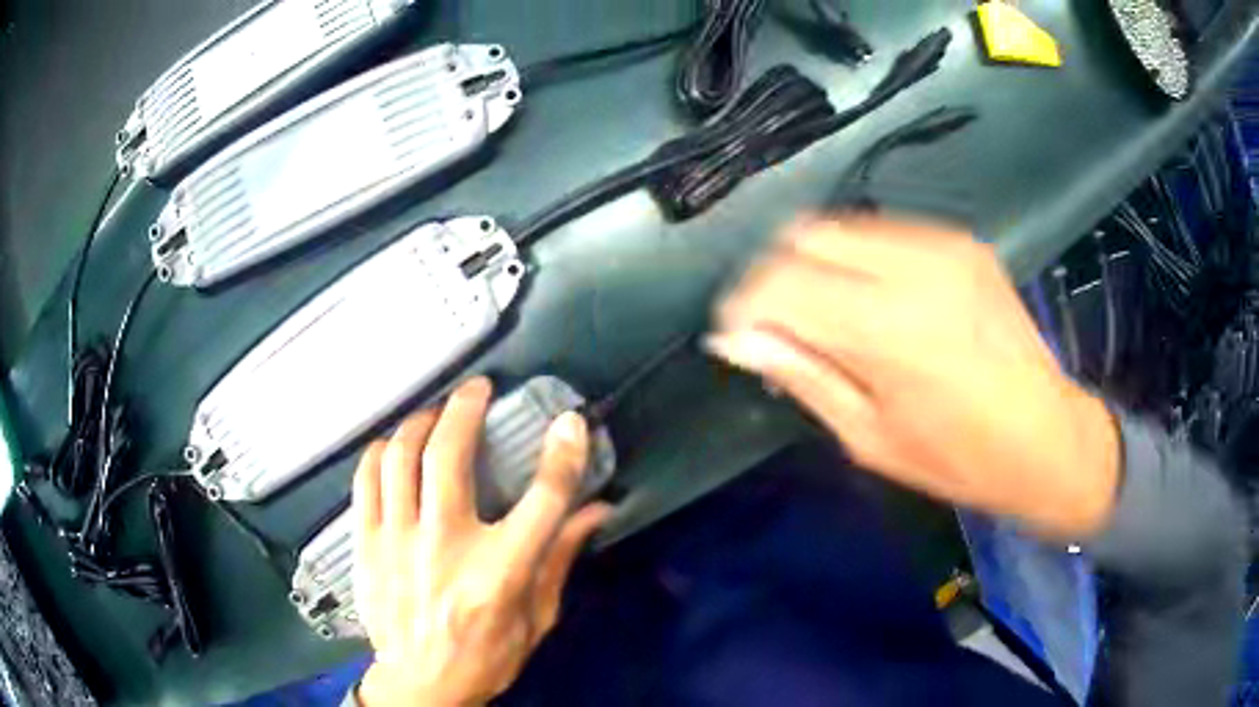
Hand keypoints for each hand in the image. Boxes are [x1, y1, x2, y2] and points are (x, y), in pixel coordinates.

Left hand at [353, 377, 610, 705]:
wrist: (420, 685)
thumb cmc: (486, 655)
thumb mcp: (537, 618)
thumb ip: (560, 559)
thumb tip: (595, 510)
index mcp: (499, 573)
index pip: (542, 501)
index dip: (561, 454)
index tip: (570, 422)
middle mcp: (445, 547)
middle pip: (449, 457)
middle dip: (465, 408)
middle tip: (477, 388)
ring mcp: (397, 543)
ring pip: (400, 458)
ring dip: (419, 422)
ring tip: (434, 412)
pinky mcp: (366, 545)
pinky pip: (366, 480)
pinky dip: (380, 452)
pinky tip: (393, 444)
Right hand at [707, 215, 1120, 539]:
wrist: (1048, 436)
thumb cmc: (958, 459)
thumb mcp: (869, 437)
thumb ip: (802, 375)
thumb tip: (738, 339)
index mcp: (887, 327)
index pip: (780, 282)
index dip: (744, 306)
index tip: (737, 336)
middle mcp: (912, 265)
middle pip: (803, 235)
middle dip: (774, 277)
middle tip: (778, 325)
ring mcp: (942, 243)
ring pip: (840, 226)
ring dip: (815, 265)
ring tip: (824, 315)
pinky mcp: (961, 241)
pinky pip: (883, 233)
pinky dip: (857, 260)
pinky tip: (871, 301)